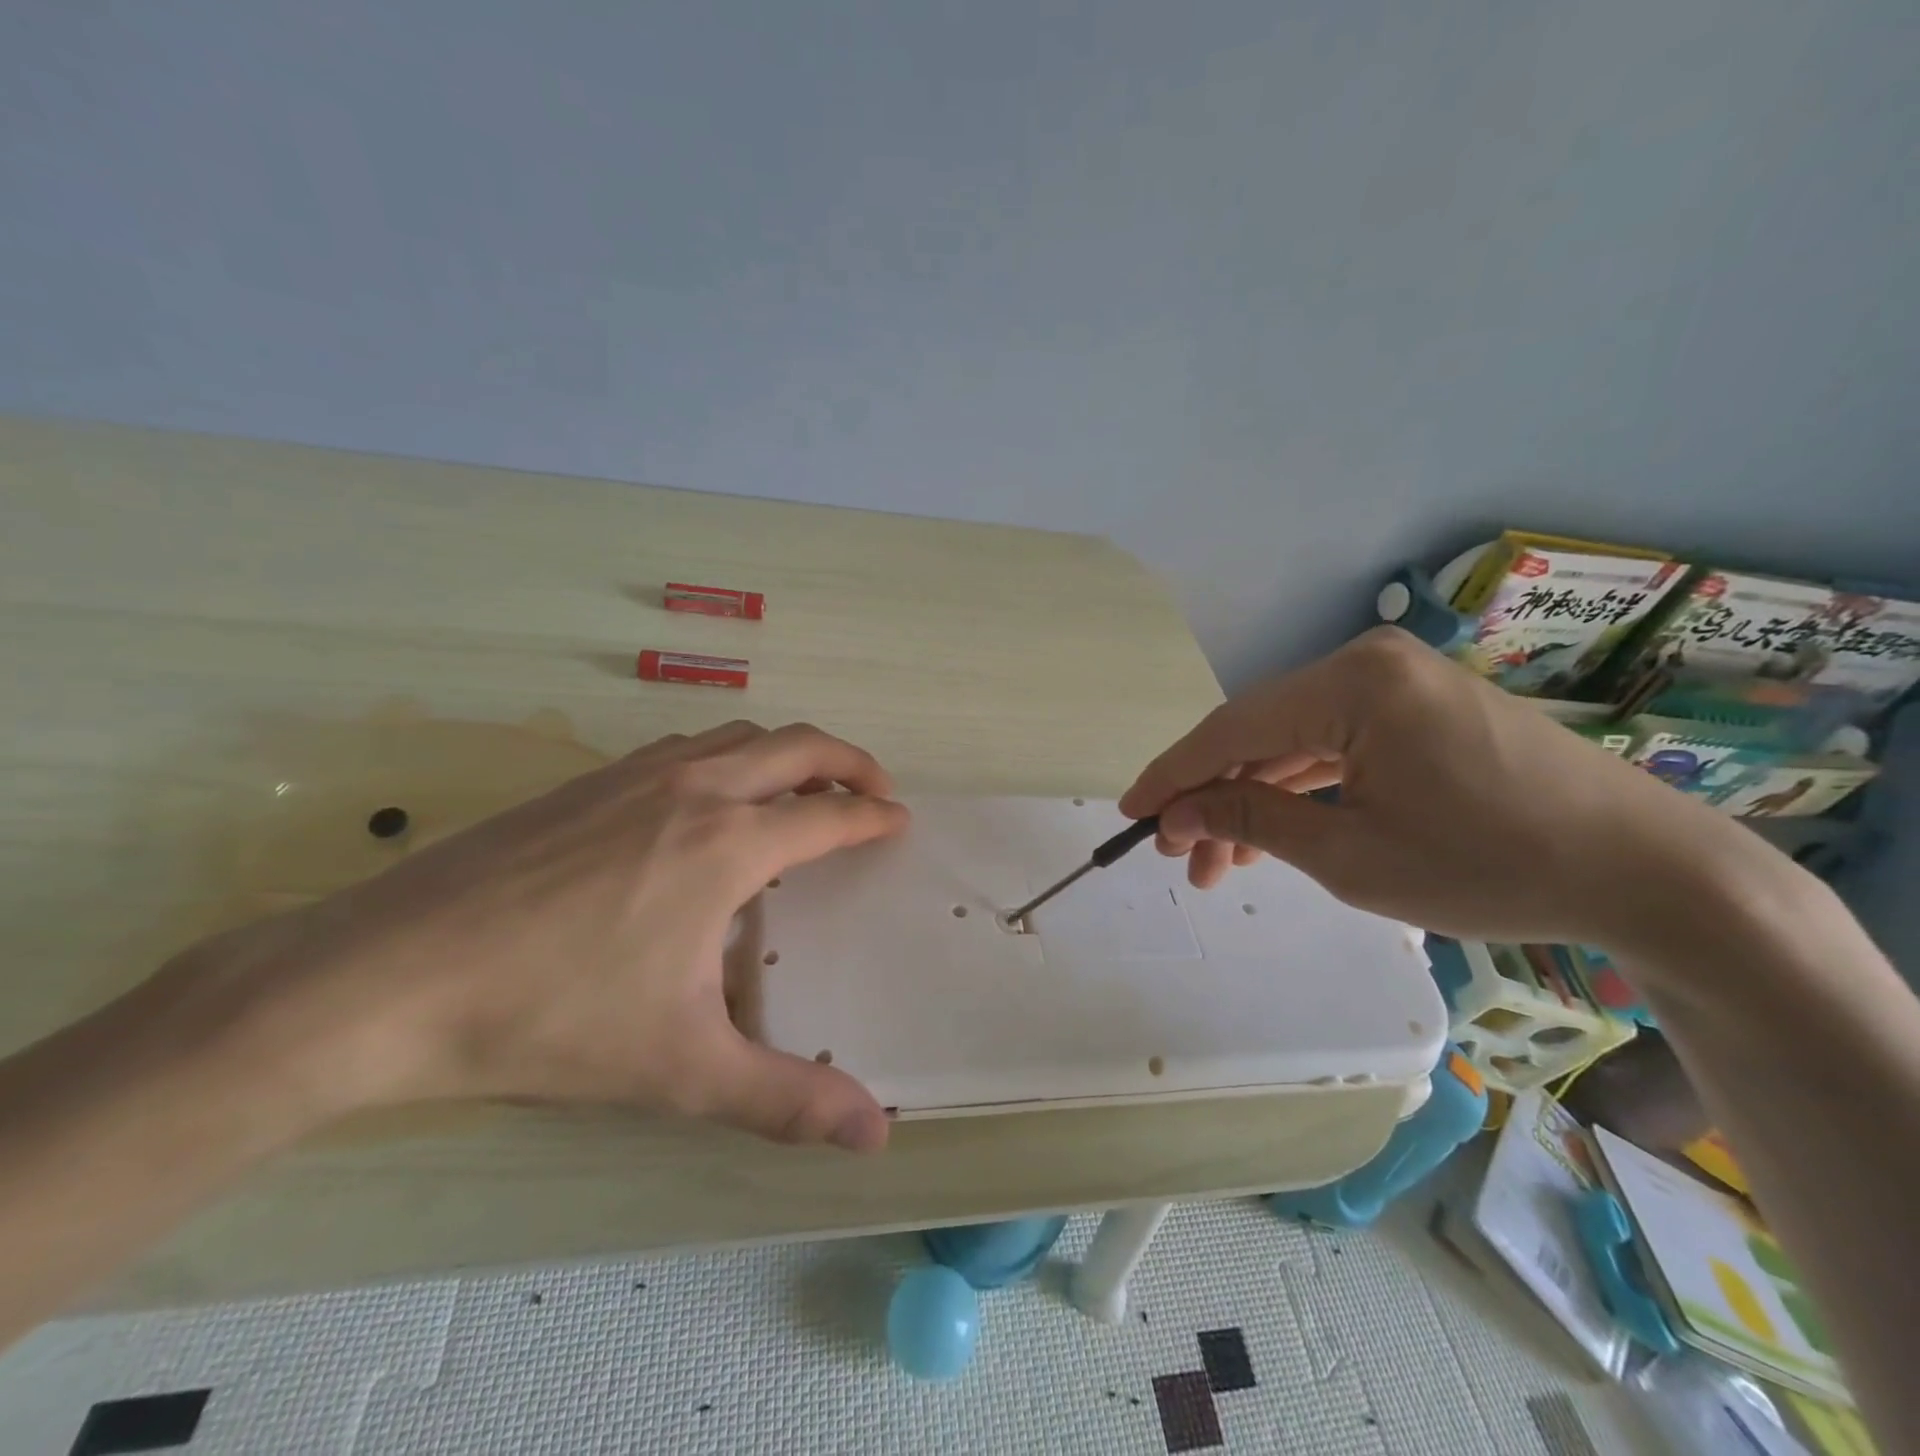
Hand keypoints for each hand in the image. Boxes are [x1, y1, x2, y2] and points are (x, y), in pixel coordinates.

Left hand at [160, 721, 909, 1151]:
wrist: (387, 977)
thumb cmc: (550, 1017)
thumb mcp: (681, 1070)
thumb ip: (786, 1099)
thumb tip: (876, 1135)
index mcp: (728, 844)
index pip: (830, 812)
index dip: (874, 816)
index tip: (900, 822)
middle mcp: (694, 789)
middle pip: (796, 745)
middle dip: (849, 759)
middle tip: (874, 789)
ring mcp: (636, 775)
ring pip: (739, 736)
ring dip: (787, 752)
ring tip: (801, 790)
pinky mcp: (588, 779)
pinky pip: (686, 747)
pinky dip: (728, 756)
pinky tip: (708, 800)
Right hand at [1118, 627, 1741, 945]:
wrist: (1647, 873)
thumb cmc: (1489, 865)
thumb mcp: (1349, 855)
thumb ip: (1251, 820)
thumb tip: (1176, 814)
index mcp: (1351, 684)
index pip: (1231, 728)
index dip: (1172, 775)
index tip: (1128, 814)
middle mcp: (1367, 664)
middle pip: (1259, 733)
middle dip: (1213, 797)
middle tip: (1176, 854)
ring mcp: (1397, 683)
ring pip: (1293, 744)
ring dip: (1253, 800)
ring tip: (1218, 864)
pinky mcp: (1419, 708)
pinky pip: (1335, 746)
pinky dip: (1299, 790)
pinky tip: (1271, 833)